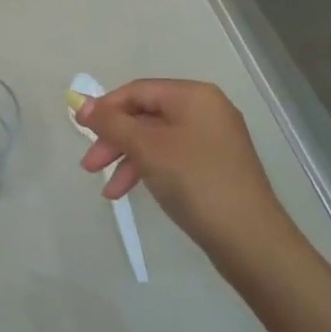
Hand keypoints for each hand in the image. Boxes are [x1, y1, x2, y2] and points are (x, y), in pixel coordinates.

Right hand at [76, 79, 297, 267]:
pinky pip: (171, 157)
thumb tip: (81, 103)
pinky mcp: (215, 167)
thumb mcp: (147, 149)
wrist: (251, 240)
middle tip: (89, 165)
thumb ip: (112, 123)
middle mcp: (206, 110)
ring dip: (127, 159)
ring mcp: (213, 140)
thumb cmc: (196, 182)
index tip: (79, 129)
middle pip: (146, 115)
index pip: (138, 91)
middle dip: (115, 139)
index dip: (105, 108)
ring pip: (156, 139)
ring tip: (107, 190)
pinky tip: (129, 192)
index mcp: (194, 96)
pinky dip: (148, 170)